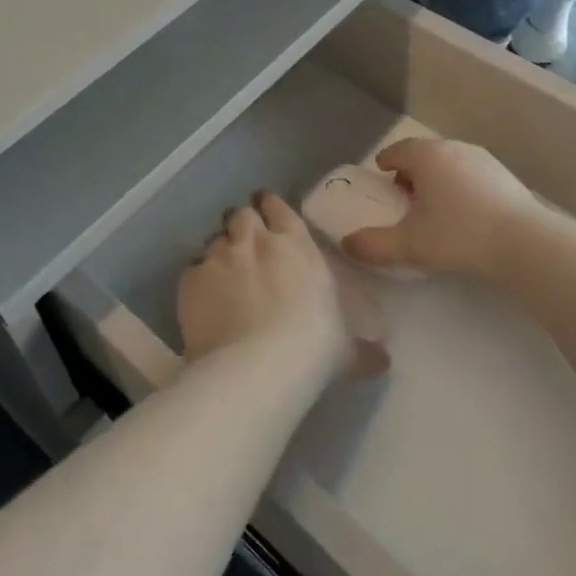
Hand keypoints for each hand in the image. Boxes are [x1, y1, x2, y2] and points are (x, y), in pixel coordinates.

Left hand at [179, 195, 387, 377]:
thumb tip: (383, 360)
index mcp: (296, 245)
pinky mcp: (191, 279)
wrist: (257, 366)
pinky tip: (204, 298)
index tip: (269, 214)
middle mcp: (255, 241)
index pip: (279, 209)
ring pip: (215, 239)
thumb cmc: (312, 348)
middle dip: (243, 225)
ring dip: (220, 250)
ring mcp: (219, 257)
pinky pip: (193, 269)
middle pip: (243, 216)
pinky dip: (199, 279)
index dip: (272, 209)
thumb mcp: (346, 349)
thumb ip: (363, 349)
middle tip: (246, 243)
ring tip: (224, 272)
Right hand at [341, 139, 538, 279]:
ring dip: (438, 179)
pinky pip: (473, 175)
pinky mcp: (506, 177)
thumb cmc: (459, 235)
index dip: (387, 161)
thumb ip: (373, 245)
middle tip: (404, 196)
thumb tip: (346, 244)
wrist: (525, 244)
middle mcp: (454, 149)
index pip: (399, 150)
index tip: (381, 172)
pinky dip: (461, 187)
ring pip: (451, 163)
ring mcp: (484, 160)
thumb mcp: (409, 245)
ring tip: (434, 207)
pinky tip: (465, 214)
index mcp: (427, 156)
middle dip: (411, 171)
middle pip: (425, 154)